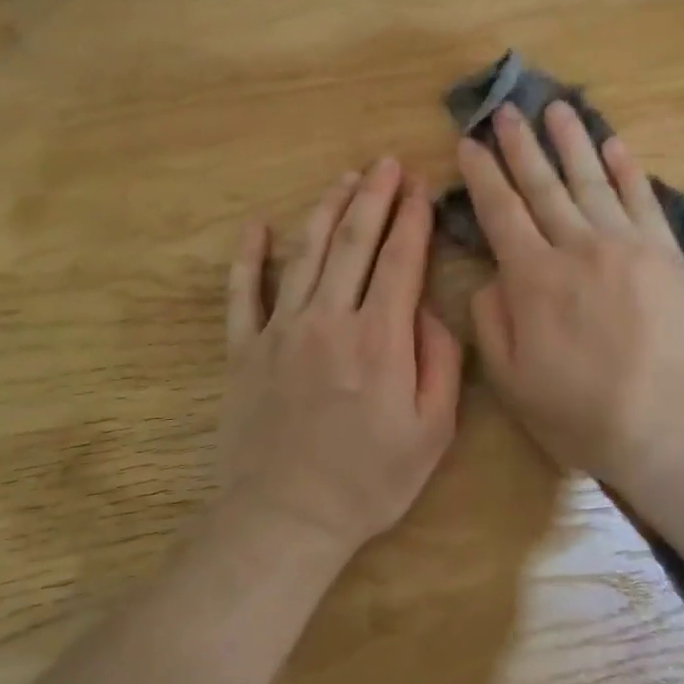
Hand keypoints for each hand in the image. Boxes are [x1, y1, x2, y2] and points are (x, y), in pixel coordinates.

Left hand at [221, 159, 463, 556]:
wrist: (285, 519)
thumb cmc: (368, 480)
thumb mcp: (432, 431)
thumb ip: (440, 361)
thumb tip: (426, 309)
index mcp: (379, 338)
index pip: (399, 260)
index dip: (411, 218)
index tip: (419, 186)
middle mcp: (329, 319)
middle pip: (354, 242)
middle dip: (373, 197)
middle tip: (384, 163)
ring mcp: (281, 330)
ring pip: (307, 253)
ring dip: (327, 211)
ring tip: (344, 180)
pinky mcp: (244, 349)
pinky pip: (243, 293)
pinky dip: (248, 257)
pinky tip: (255, 227)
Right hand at [456, 103, 683, 484]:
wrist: (668, 426)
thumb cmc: (581, 411)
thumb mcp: (511, 379)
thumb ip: (492, 320)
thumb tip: (492, 275)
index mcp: (533, 277)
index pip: (500, 211)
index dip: (482, 174)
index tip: (469, 143)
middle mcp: (575, 247)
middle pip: (542, 185)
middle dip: (520, 145)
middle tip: (506, 109)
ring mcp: (625, 244)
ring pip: (591, 181)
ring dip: (571, 142)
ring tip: (556, 108)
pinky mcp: (665, 253)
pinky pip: (642, 200)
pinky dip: (626, 169)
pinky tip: (613, 144)